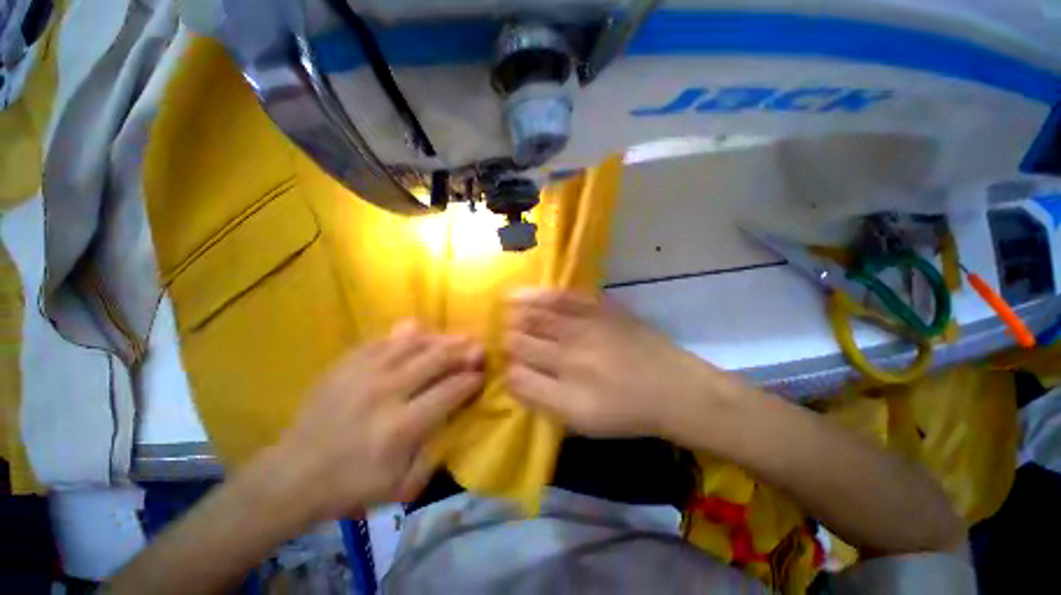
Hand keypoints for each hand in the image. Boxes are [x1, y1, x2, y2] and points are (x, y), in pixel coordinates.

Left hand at [268, 321, 483, 520]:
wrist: (292, 475)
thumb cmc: (352, 487)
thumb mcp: (402, 486)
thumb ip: (436, 452)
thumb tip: (457, 417)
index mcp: (401, 426)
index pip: (450, 391)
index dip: (472, 380)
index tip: (482, 375)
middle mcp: (386, 391)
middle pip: (436, 359)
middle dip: (463, 351)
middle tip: (478, 348)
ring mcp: (363, 372)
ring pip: (414, 343)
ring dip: (441, 338)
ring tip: (458, 337)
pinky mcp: (346, 364)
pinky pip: (385, 339)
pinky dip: (408, 334)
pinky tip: (422, 333)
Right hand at [504, 289, 722, 437]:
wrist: (673, 388)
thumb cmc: (626, 411)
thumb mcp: (582, 421)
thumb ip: (543, 401)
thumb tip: (512, 378)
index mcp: (564, 390)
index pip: (517, 374)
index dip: (505, 368)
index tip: (502, 362)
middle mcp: (569, 354)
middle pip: (522, 341)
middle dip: (505, 338)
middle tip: (500, 334)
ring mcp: (585, 327)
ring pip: (536, 316)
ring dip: (514, 313)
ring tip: (503, 308)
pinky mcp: (600, 308)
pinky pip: (562, 297)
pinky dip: (539, 294)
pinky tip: (524, 293)